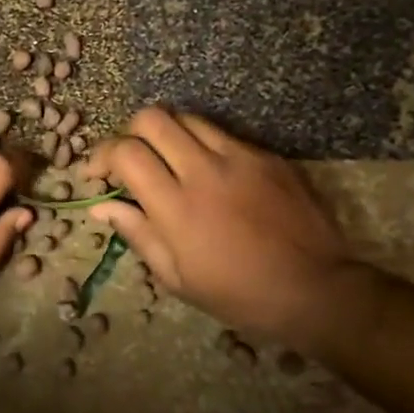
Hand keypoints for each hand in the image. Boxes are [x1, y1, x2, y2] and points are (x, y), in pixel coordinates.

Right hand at [84, 108, 376, 352]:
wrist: (315, 289)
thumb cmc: (239, 294)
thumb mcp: (177, 277)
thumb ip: (138, 233)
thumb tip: (102, 205)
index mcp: (177, 206)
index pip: (126, 152)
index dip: (101, 155)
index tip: (98, 174)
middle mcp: (205, 170)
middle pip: (152, 118)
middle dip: (130, 133)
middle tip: (132, 160)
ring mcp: (240, 157)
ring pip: (188, 117)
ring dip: (168, 134)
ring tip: (170, 161)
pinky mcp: (267, 155)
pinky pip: (224, 134)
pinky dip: (204, 145)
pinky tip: (212, 174)